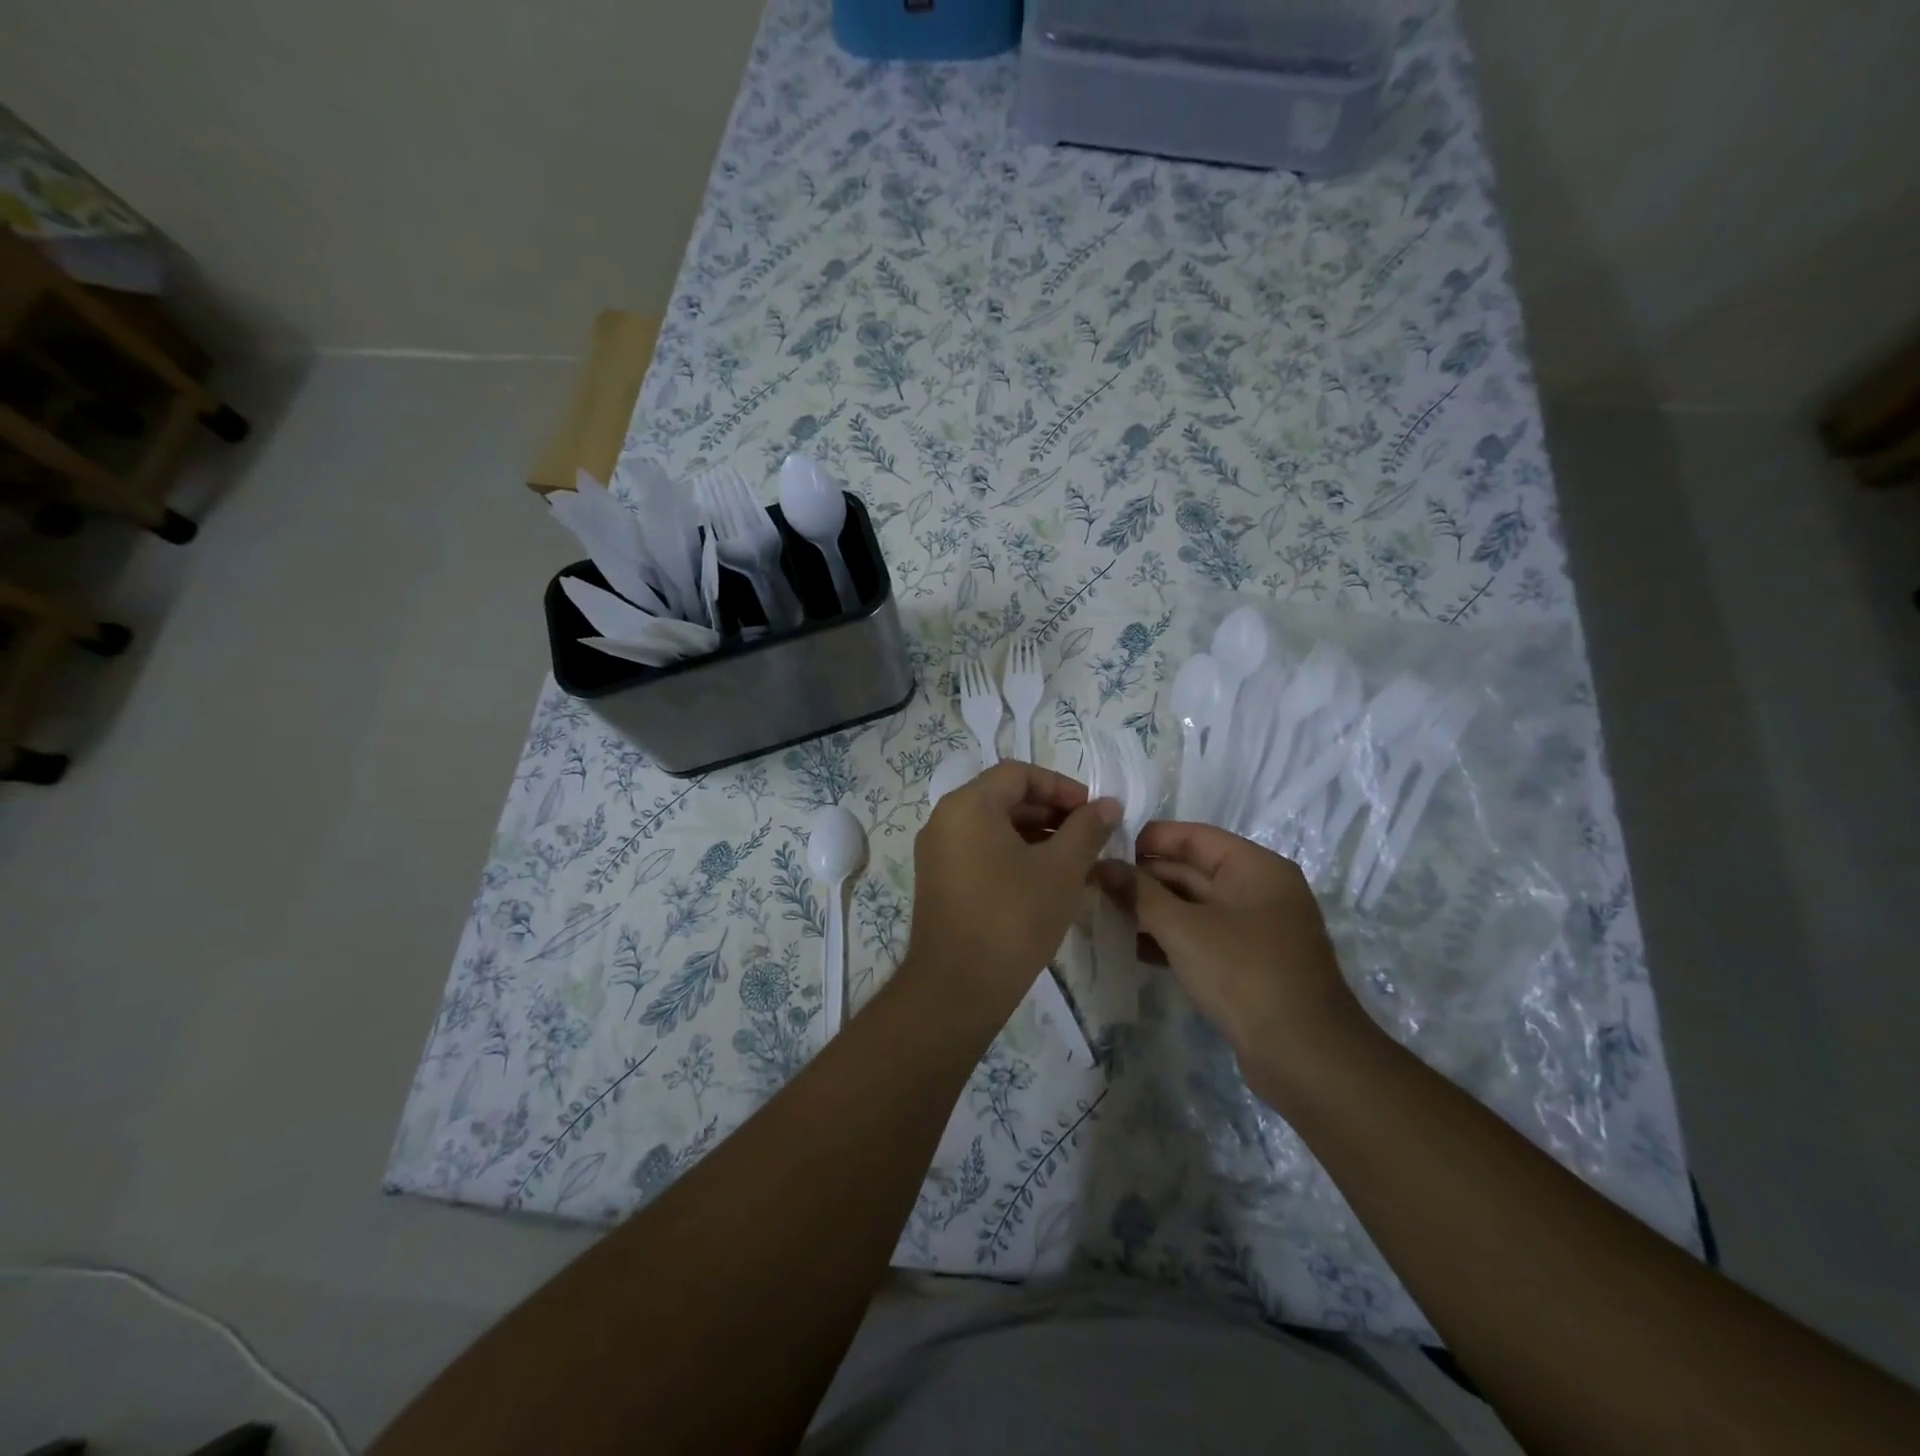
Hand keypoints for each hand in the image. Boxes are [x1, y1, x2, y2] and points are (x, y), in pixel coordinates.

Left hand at [904, 762, 1119, 1024]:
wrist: (956, 988)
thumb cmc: (1013, 919)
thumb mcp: (1061, 870)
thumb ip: (1087, 829)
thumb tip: (1108, 804)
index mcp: (968, 805)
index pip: (1019, 774)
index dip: (1061, 786)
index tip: (1093, 812)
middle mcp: (944, 819)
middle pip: (1003, 796)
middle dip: (1049, 811)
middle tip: (1088, 835)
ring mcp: (936, 851)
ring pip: (991, 825)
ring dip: (1033, 833)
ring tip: (1072, 858)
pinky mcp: (937, 879)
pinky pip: (978, 849)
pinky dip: (1011, 853)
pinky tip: (1042, 878)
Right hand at [1096, 822, 1373, 1100]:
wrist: (1306, 1059)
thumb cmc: (1245, 975)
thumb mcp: (1184, 929)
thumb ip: (1139, 894)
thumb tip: (1101, 865)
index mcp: (1255, 868)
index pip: (1193, 837)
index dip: (1147, 840)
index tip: (1103, 850)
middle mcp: (1258, 891)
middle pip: (1191, 871)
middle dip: (1143, 878)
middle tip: (1094, 886)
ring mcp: (1255, 930)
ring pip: (1193, 907)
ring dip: (1151, 910)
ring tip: (1102, 914)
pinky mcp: (1247, 965)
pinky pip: (1201, 938)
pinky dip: (1168, 939)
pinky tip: (1130, 947)